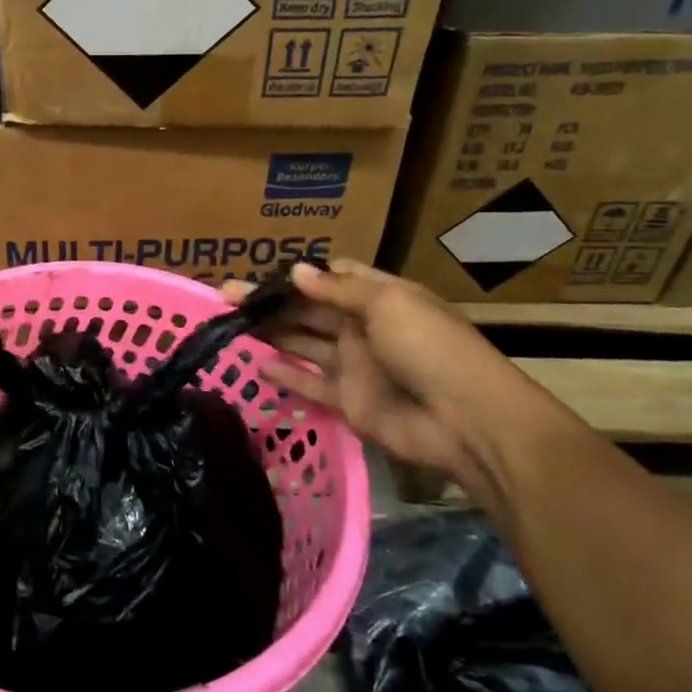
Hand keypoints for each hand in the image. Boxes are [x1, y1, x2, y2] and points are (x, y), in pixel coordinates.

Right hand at [225, 259, 574, 497]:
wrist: (466, 420)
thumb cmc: (429, 346)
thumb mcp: (387, 303)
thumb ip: (337, 289)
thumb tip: (295, 271)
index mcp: (378, 297)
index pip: (331, 278)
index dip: (298, 274)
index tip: (261, 273)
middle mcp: (362, 327)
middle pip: (309, 310)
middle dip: (271, 303)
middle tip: (225, 297)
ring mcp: (355, 365)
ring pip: (303, 344)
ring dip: (272, 334)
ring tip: (232, 326)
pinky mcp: (348, 402)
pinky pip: (310, 384)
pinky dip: (285, 375)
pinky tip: (256, 365)